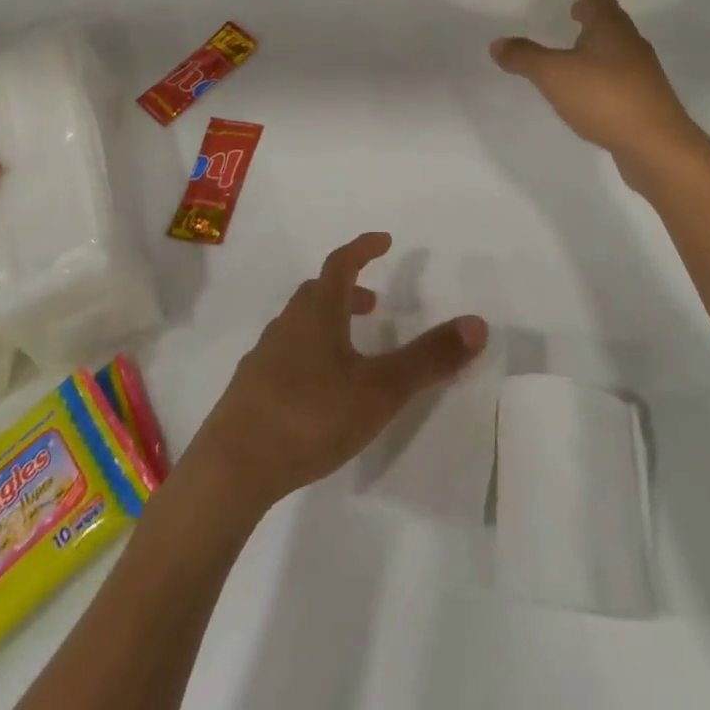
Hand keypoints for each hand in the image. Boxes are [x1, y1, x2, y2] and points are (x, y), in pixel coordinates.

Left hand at [191, 233, 487, 514]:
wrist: (232, 468)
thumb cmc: (310, 416)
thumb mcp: (380, 390)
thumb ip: (429, 359)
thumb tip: (477, 323)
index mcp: (318, 312)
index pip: (341, 263)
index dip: (363, 248)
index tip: (384, 240)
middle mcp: (288, 324)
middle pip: (318, 292)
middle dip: (348, 289)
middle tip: (374, 302)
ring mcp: (264, 356)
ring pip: (300, 324)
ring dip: (328, 322)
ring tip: (351, 347)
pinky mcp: (251, 389)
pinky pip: (285, 353)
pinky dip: (309, 352)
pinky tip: (317, 389)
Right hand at [491, 0, 705, 167]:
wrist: (657, 145)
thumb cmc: (605, 97)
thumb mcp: (554, 74)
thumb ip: (525, 57)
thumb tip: (497, 43)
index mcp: (610, 28)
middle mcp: (629, 43)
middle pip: (610, 19)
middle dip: (591, 11)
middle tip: (574, 6)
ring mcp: (640, 72)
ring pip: (615, 46)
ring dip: (596, 39)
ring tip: (577, 43)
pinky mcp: (643, 98)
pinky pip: (618, 72)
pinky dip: (601, 67)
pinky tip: (588, 84)